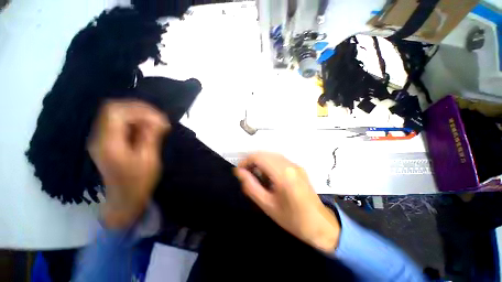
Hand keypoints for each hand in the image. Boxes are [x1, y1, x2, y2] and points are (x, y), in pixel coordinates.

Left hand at [88, 100, 169, 228]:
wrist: (125, 198)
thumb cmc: (137, 182)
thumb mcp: (148, 159)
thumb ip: (150, 137)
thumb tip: (158, 120)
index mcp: (108, 142)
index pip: (115, 112)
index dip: (138, 110)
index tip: (159, 119)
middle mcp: (100, 137)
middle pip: (115, 109)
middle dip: (140, 110)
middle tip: (160, 120)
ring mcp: (103, 138)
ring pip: (119, 115)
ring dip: (140, 116)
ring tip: (158, 125)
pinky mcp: (110, 141)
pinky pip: (122, 123)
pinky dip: (137, 122)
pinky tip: (149, 129)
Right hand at [234, 152, 339, 252]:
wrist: (320, 224)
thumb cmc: (292, 219)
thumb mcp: (267, 205)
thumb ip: (251, 186)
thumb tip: (239, 172)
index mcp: (283, 174)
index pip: (259, 158)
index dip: (246, 161)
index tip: (239, 170)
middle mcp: (290, 165)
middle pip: (265, 154)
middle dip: (252, 161)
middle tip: (246, 173)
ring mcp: (296, 165)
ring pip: (272, 155)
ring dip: (261, 162)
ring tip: (256, 175)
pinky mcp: (298, 168)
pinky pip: (279, 160)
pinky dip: (269, 163)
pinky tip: (268, 176)